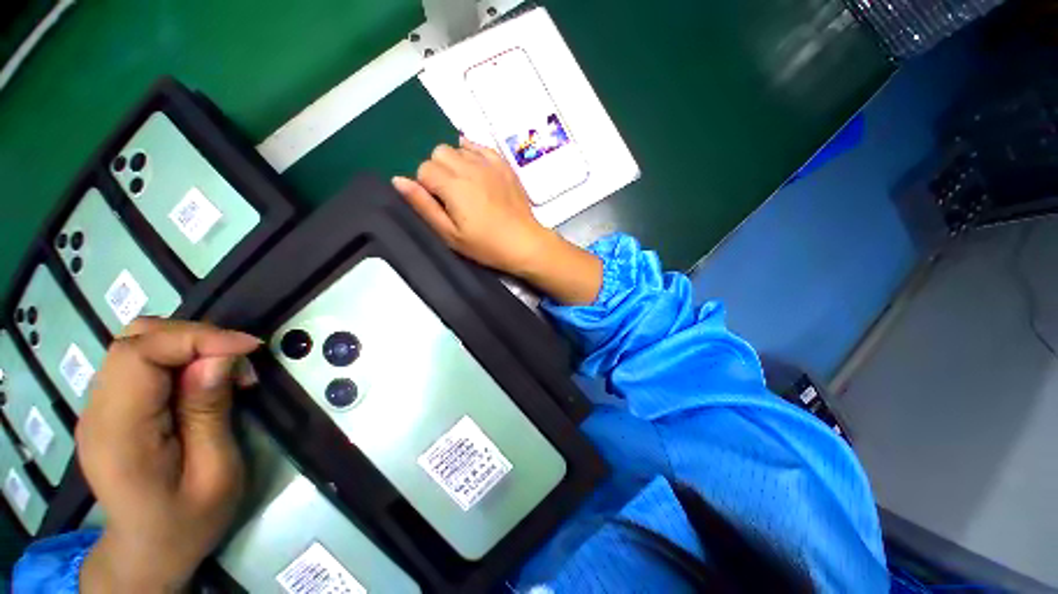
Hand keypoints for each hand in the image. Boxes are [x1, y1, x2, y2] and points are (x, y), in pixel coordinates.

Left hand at [78, 318, 259, 592]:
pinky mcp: (111, 407)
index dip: (196, 338)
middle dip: (195, 337)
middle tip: (239, 361)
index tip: (249, 348)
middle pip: (134, 339)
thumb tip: (218, 359)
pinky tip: (203, 381)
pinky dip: (179, 357)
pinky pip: (141, 361)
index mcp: (118, 433)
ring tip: (225, 371)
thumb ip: (210, 413)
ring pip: (137, 343)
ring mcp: (99, 407)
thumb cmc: (188, 522)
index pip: (139, 354)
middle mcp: (98, 411)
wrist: (148, 551)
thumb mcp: (216, 473)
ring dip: (189, 345)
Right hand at [393, 139, 602, 303]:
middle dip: (437, 171)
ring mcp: (489, 163)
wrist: (524, 242)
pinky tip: (476, 170)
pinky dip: (472, 153)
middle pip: (438, 153)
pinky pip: (480, 146)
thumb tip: (398, 180)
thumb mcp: (450, 234)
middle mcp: (469, 167)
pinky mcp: (504, 165)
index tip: (440, 205)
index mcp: (453, 185)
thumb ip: (423, 206)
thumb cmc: (486, 245)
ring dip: (454, 162)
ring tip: (466, 186)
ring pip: (457, 146)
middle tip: (451, 196)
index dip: (426, 187)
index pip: (423, 169)